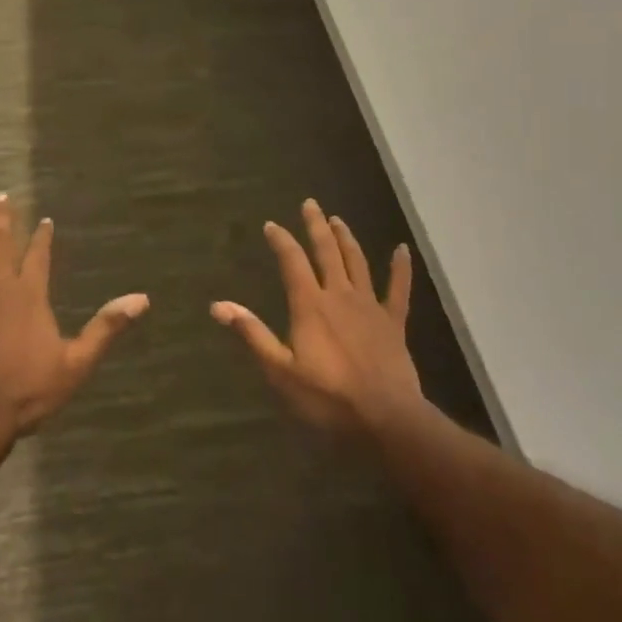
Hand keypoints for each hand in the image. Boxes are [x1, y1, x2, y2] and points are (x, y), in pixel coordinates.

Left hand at [0, 194, 148, 440]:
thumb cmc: (27, 391)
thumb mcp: (76, 362)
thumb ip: (106, 327)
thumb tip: (141, 298)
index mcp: (30, 294)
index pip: (38, 255)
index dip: (42, 236)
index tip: (43, 219)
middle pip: (0, 243)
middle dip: (2, 218)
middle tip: (0, 195)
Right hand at [212, 198, 425, 433]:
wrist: (385, 417)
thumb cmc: (327, 397)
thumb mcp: (280, 370)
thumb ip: (253, 334)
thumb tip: (219, 306)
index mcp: (310, 305)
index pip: (292, 261)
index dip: (281, 240)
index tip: (271, 225)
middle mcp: (339, 295)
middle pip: (327, 252)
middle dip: (316, 226)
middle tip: (310, 204)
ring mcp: (370, 306)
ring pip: (357, 262)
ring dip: (346, 239)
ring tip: (338, 220)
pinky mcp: (393, 322)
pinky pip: (398, 289)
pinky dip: (400, 268)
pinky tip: (402, 250)